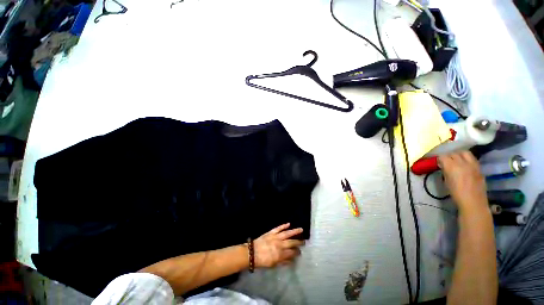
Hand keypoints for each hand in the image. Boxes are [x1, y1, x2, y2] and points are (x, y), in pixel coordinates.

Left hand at [253, 223, 303, 267]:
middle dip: (298, 242)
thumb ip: (283, 262)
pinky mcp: (271, 232)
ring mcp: (275, 237)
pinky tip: (289, 223)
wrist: (252, 253)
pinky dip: (284, 225)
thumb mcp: (273, 265)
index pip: (292, 252)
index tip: (300, 252)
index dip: (297, 252)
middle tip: (304, 241)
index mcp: (280, 254)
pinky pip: (279, 228)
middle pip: (291, 242)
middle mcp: (280, 244)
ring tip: (301, 229)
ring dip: (294, 231)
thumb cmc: (263, 261)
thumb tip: (292, 260)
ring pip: (287, 233)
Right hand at [438, 151, 487, 212]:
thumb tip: (443, 165)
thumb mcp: (446, 181)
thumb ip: (445, 171)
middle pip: (454, 153)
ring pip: (465, 152)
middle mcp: (462, 163)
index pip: (443, 156)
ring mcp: (472, 164)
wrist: (473, 202)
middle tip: (447, 161)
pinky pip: (472, 158)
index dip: (440, 158)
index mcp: (451, 166)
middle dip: (449, 156)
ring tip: (457, 159)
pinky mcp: (479, 167)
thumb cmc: (456, 193)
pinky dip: (467, 159)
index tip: (438, 162)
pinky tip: (465, 164)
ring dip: (459, 154)